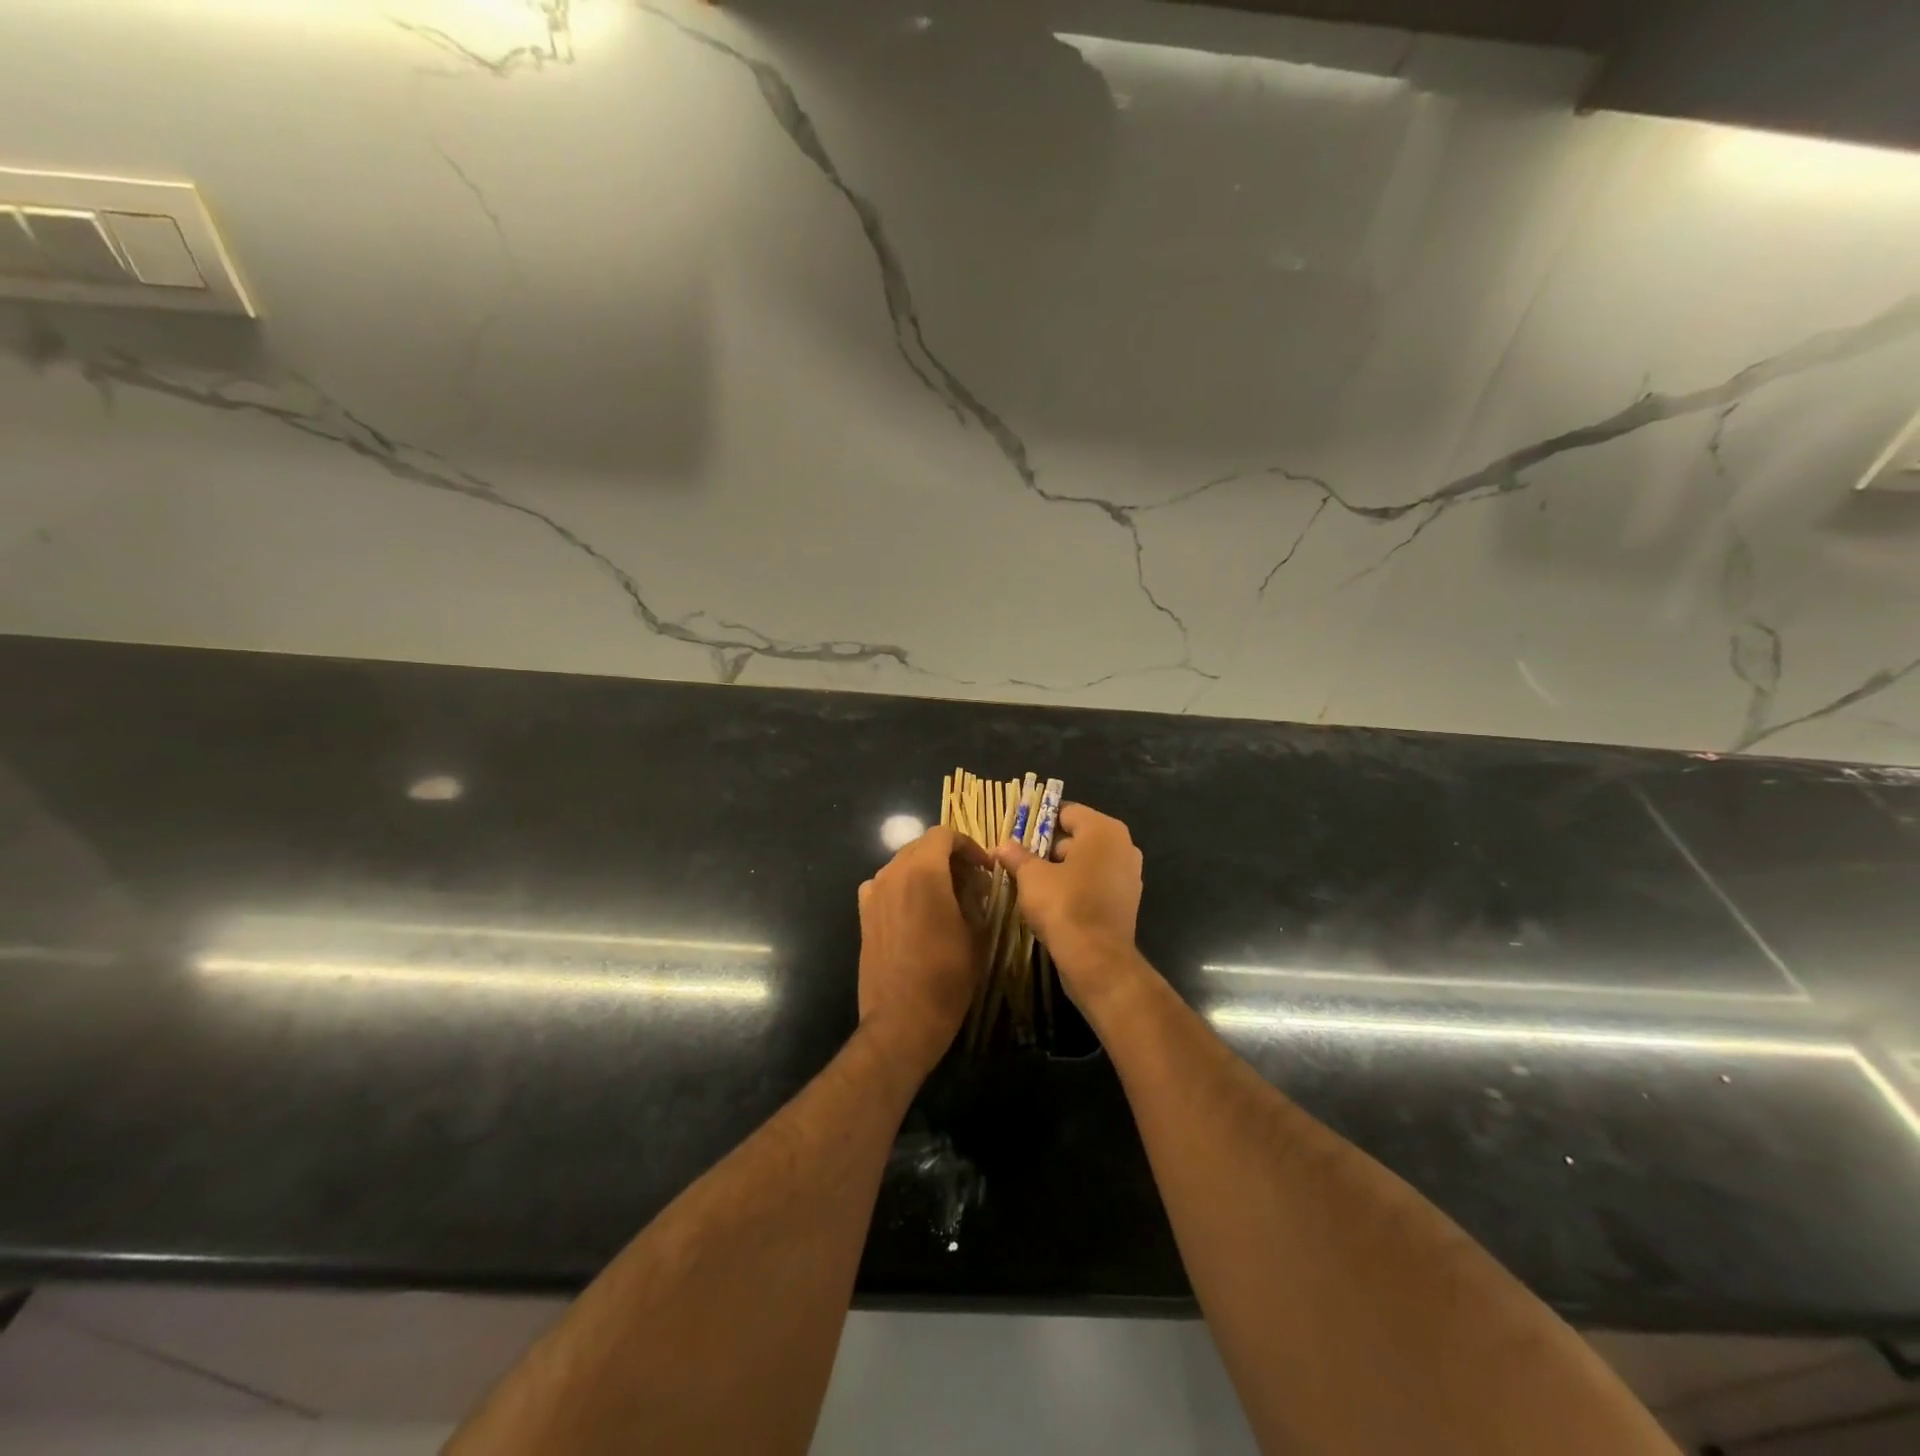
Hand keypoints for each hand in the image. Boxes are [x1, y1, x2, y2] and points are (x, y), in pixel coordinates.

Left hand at [857, 826, 986, 1078]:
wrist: (902, 1019)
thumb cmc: (947, 977)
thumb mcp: (976, 934)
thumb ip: (976, 898)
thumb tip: (975, 884)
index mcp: (923, 872)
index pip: (944, 835)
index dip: (968, 846)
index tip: (984, 869)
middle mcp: (893, 874)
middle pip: (922, 847)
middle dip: (949, 858)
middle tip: (972, 883)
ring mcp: (874, 893)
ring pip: (903, 864)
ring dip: (926, 871)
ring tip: (947, 897)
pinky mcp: (863, 914)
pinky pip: (885, 885)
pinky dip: (904, 888)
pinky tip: (917, 912)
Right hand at [993, 804, 1146, 1013]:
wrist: (1096, 959)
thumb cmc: (1064, 905)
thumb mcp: (1031, 877)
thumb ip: (1016, 856)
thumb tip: (1001, 846)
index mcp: (1103, 830)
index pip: (1067, 812)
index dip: (1040, 821)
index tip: (1018, 835)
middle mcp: (1123, 846)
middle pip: (1079, 837)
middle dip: (1050, 847)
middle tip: (1022, 860)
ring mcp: (1129, 875)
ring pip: (1088, 862)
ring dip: (1063, 869)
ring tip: (1034, 883)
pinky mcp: (1127, 902)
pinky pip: (1097, 884)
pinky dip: (1078, 888)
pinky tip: (1055, 902)